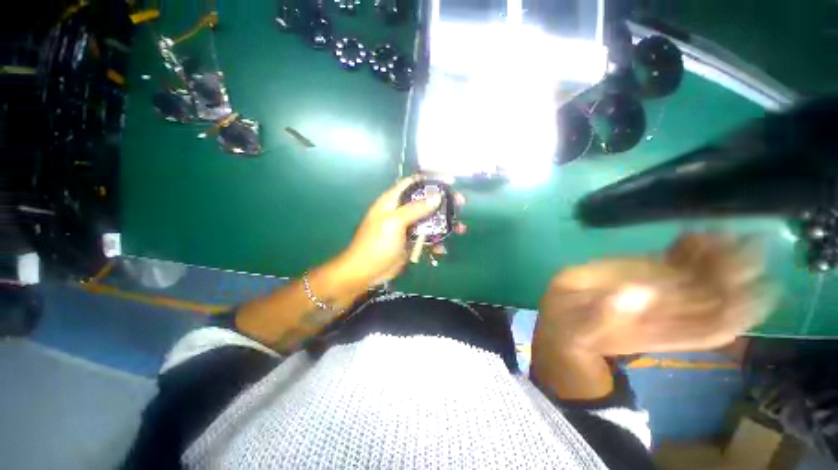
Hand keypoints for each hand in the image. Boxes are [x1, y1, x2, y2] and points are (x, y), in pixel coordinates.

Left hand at [340, 176, 465, 286]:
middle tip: (461, 204)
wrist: (366, 272)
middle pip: (426, 201)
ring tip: (461, 229)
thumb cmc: (376, 244)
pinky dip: (437, 242)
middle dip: (444, 202)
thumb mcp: (394, 223)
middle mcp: (401, 211)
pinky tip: (443, 249)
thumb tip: (437, 196)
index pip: (414, 183)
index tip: (450, 182)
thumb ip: (415, 209)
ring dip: (445, 224)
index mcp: (393, 201)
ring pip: (430, 220)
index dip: (431, 180)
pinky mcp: (411, 241)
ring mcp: (407, 227)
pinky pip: (428, 238)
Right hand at [535, 234, 778, 356]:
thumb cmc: (572, 326)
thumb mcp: (580, 327)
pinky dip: (692, 248)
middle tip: (744, 244)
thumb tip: (637, 292)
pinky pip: (679, 261)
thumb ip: (603, 314)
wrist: (566, 319)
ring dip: (720, 256)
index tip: (753, 284)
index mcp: (661, 331)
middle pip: (718, 296)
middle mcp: (671, 312)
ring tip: (722, 232)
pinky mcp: (648, 272)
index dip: (741, 309)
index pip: (715, 326)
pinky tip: (695, 233)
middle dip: (738, 272)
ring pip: (705, 276)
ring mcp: (662, 289)